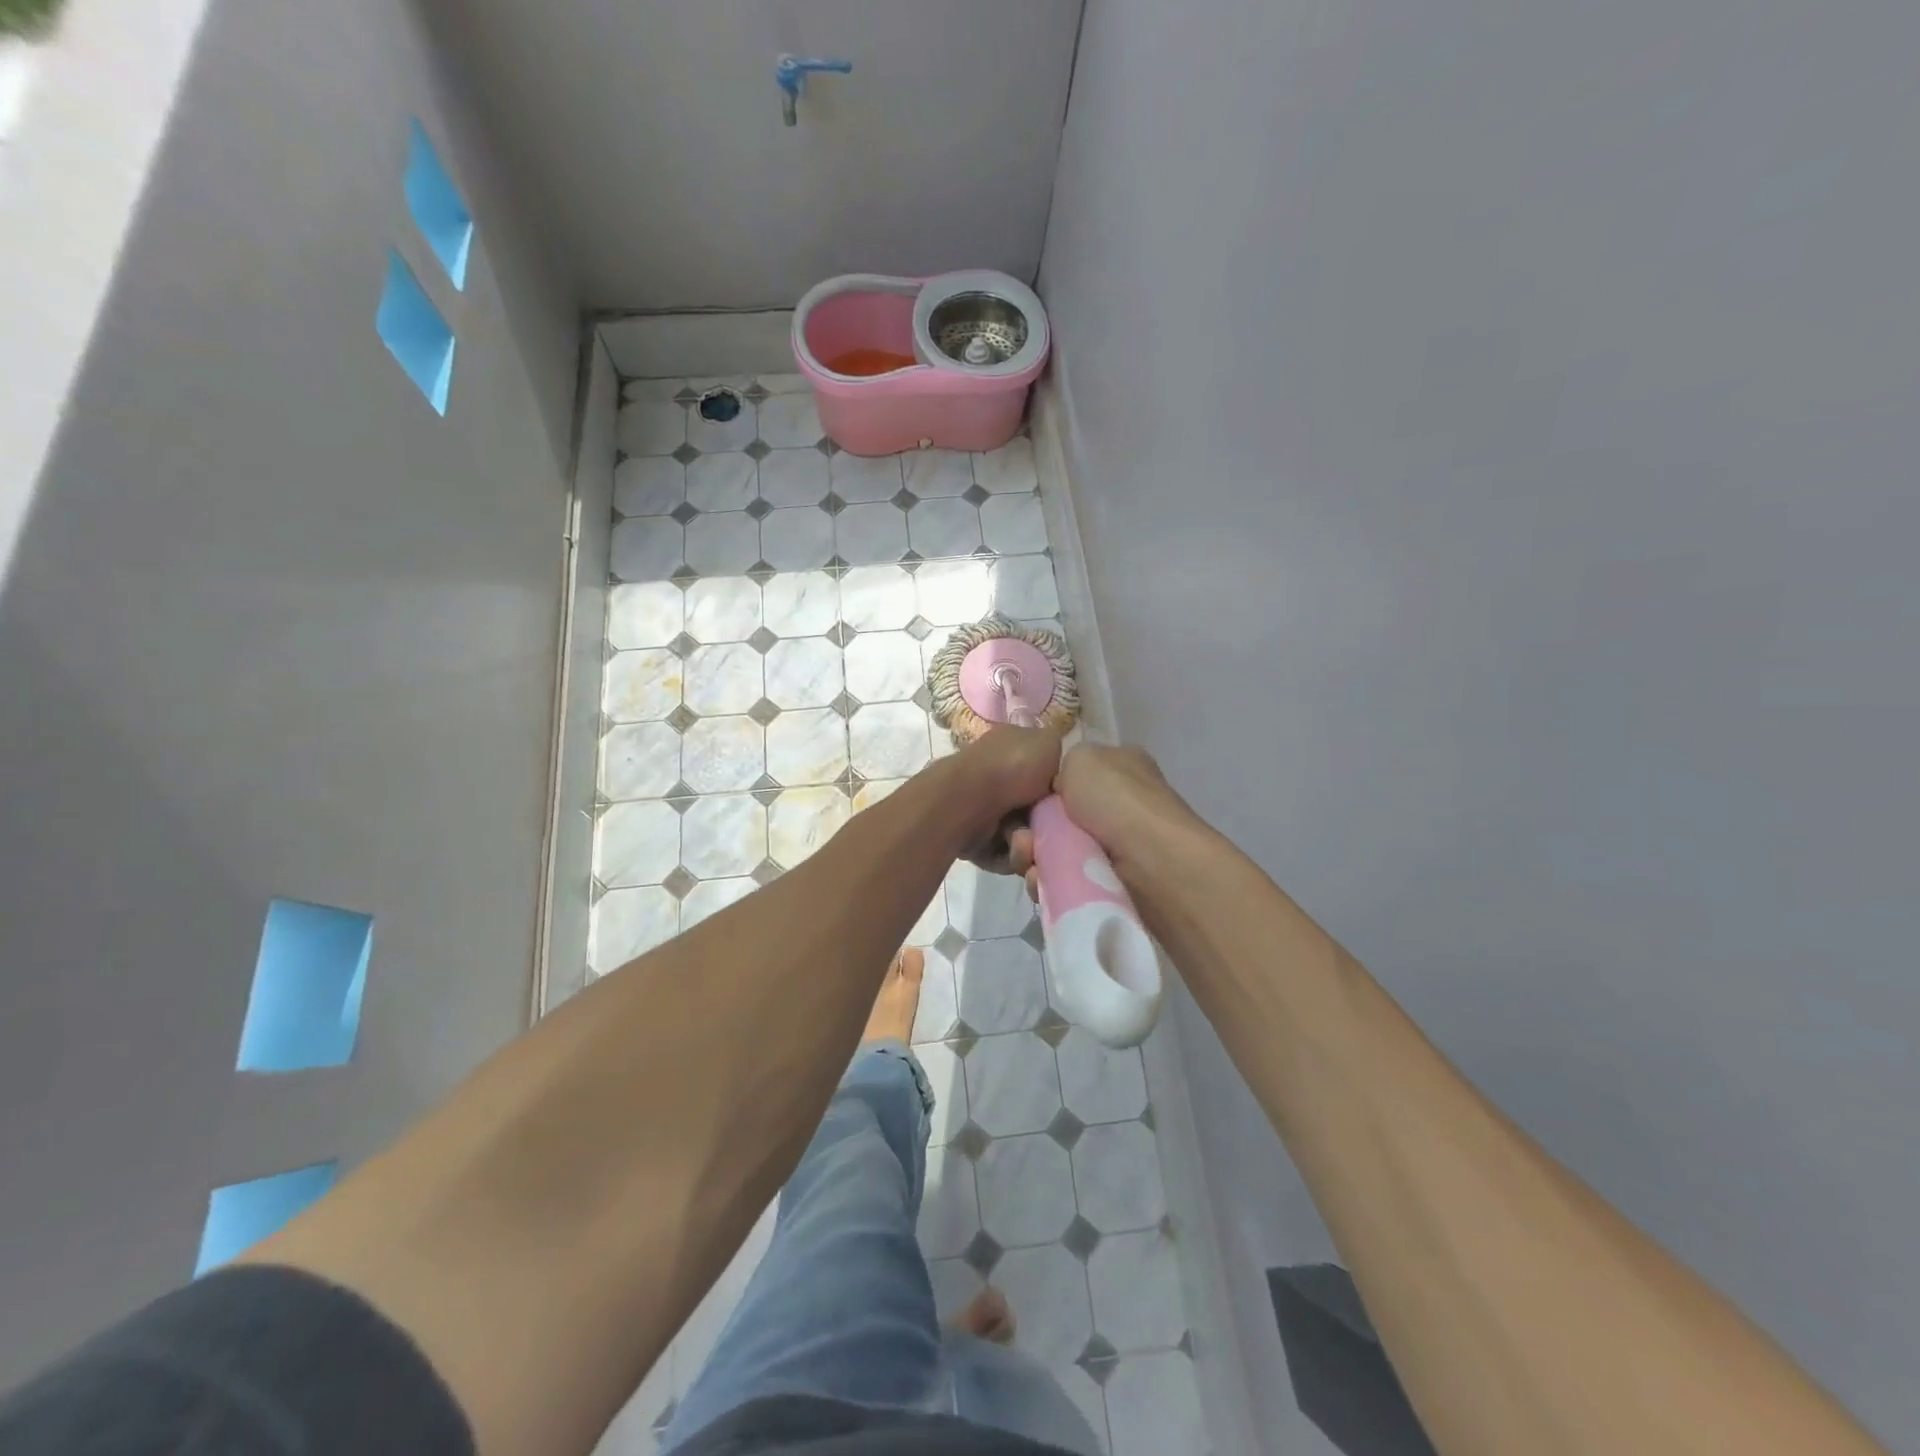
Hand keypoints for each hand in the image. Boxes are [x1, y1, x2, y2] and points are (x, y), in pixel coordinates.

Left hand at [945, 726, 1063, 871]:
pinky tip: (1014, 848)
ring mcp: (984, 810)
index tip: (1070, 803)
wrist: (969, 798)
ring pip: (1024, 837)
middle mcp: (997, 779)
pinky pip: (1008, 855)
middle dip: (1048, 825)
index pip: (1044, 773)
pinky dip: (1013, 855)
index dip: (1060, 790)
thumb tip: (1059, 767)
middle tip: (1051, 829)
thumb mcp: (1048, 742)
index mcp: (1011, 751)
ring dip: (1030, 843)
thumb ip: (1058, 751)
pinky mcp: (976, 840)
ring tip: (1025, 839)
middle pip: (1038, 811)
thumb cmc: (1013, 766)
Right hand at [1004, 742, 1203, 895]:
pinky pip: (1060, 880)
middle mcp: (1115, 806)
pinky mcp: (1105, 883)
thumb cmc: (1116, 799)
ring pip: (1051, 851)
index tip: (1021, 803)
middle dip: (1029, 830)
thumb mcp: (1081, 757)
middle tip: (1023, 839)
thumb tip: (1054, 795)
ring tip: (1029, 860)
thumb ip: (1059, 768)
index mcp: (1117, 769)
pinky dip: (1045, 882)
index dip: (1038, 791)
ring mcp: (1111, 847)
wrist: (1150, 861)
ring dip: (1030, 857)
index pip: (1066, 777)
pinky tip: (1041, 881)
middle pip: (1052, 818)